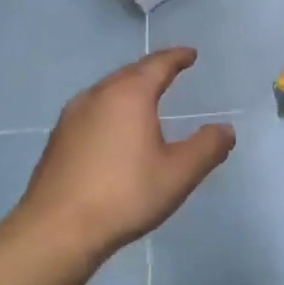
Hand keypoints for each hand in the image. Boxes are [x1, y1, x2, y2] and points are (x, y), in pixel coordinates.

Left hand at [17, 49, 235, 261]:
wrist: (57, 230)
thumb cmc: (125, 194)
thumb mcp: (179, 173)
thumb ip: (207, 147)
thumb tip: (226, 130)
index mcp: (129, 95)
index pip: (157, 65)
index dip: (177, 57)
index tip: (190, 54)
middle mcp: (97, 96)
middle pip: (129, 73)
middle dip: (151, 70)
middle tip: (170, 71)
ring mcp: (72, 117)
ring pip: (107, 91)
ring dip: (129, 89)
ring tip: (145, 98)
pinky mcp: (57, 140)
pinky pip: (92, 111)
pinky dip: (111, 109)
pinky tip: (115, 130)